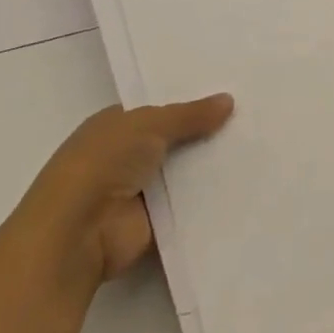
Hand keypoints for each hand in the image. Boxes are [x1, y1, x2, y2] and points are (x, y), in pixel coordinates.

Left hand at [12, 96, 233, 290]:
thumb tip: (229, 100)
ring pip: (184, 172)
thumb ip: (190, 114)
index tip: (229, 98)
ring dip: (210, 166)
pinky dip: (210, 198)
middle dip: (206, 133)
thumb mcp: (149, 124)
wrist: (77, 234)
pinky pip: (189, 204)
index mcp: (114, 127)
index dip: (190, 105)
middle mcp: (125, 157)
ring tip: (256, 150)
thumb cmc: (103, 164)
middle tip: (251, 120)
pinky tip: (245, 184)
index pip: (159, 110)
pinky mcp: (154, 222)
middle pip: (175, 141)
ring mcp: (139, 192)